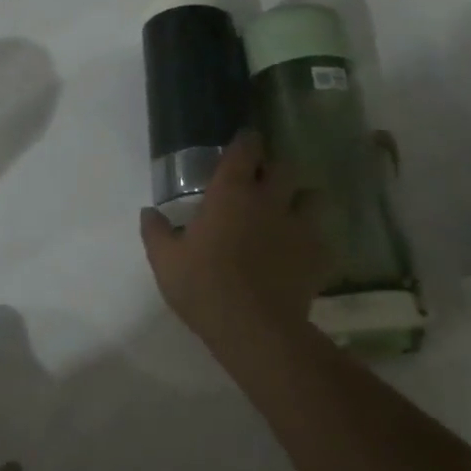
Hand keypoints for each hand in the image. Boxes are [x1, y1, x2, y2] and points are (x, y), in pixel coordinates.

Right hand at [139, 130, 328, 345]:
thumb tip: (148, 211)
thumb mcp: (165, 260)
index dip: (246, 142)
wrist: (254, 328)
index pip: (245, 151)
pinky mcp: (319, 255)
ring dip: (300, 199)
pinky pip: (322, 237)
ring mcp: (299, 226)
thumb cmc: (203, 286)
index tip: (245, 142)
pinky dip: (313, 239)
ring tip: (289, 212)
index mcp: (230, 193)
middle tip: (262, 181)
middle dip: (274, 168)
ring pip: (311, 197)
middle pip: (283, 167)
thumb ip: (155, 231)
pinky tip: (301, 252)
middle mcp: (268, 200)